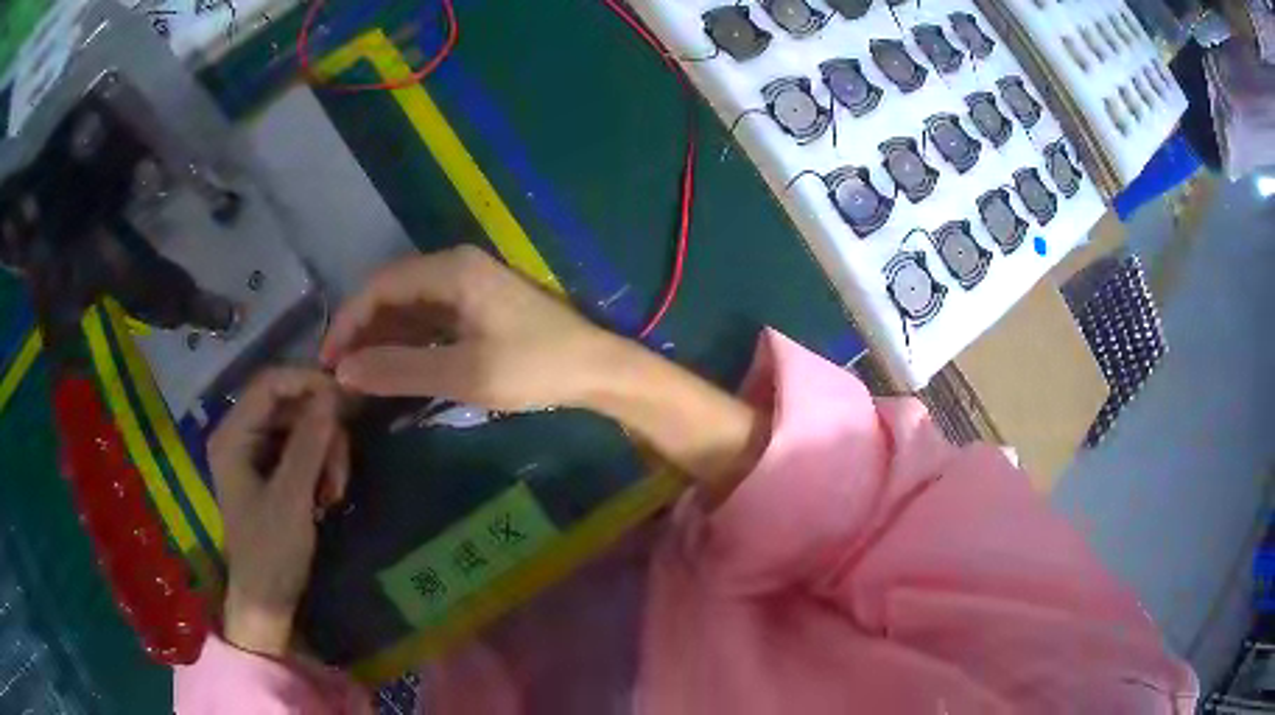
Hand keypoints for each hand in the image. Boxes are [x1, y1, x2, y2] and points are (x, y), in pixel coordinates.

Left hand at [208, 369, 349, 657]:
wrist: (267, 599)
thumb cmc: (271, 553)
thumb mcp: (291, 500)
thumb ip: (308, 446)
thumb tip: (332, 396)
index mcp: (232, 436)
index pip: (269, 384)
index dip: (306, 381)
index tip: (345, 397)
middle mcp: (241, 435)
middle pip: (289, 404)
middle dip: (321, 430)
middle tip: (343, 465)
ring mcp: (256, 452)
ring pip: (301, 426)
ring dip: (326, 452)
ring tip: (335, 492)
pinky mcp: (271, 469)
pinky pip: (303, 448)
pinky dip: (321, 465)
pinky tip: (328, 495)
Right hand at [321, 245, 616, 410]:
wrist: (597, 369)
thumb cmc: (535, 367)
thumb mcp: (464, 373)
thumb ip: (401, 369)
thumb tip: (344, 372)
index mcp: (452, 271)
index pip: (380, 286)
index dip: (348, 322)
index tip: (328, 361)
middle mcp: (455, 268)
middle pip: (391, 292)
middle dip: (362, 331)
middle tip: (340, 373)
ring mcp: (468, 286)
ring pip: (408, 307)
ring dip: (382, 338)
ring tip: (359, 376)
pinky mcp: (477, 307)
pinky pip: (428, 319)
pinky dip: (407, 342)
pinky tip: (393, 368)